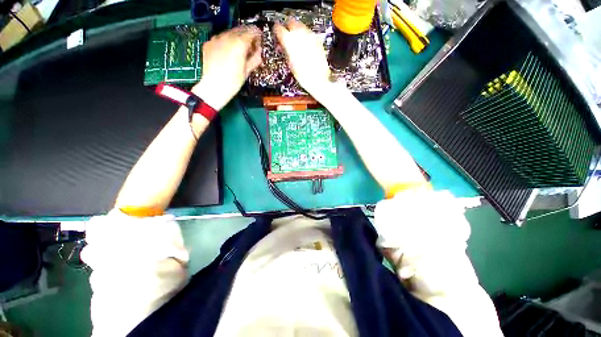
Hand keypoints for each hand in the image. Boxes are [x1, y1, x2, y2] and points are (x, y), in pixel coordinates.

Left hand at [192, 25, 261, 110]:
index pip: (252, 32)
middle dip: (247, 36)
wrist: (214, 87)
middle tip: (250, 46)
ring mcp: (216, 38)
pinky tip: (227, 53)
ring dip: (236, 38)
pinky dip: (226, 42)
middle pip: (240, 30)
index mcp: (239, 43)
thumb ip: (255, 58)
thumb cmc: (233, 81)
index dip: (257, 36)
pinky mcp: (208, 43)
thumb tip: (259, 51)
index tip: (259, 41)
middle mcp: (227, 36)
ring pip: (230, 33)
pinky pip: (220, 38)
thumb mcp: (247, 71)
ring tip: (239, 50)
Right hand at [274, 19, 331, 98]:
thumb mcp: (289, 63)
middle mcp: (300, 34)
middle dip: (287, 28)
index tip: (276, 35)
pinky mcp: (317, 39)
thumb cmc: (303, 75)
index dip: (276, 31)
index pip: (278, 28)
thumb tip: (282, 45)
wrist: (318, 79)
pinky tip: (304, 46)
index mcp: (289, 40)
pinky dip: (305, 37)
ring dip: (296, 31)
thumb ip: (285, 50)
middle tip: (286, 37)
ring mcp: (310, 35)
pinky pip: (308, 33)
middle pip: (291, 22)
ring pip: (301, 26)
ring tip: (295, 43)